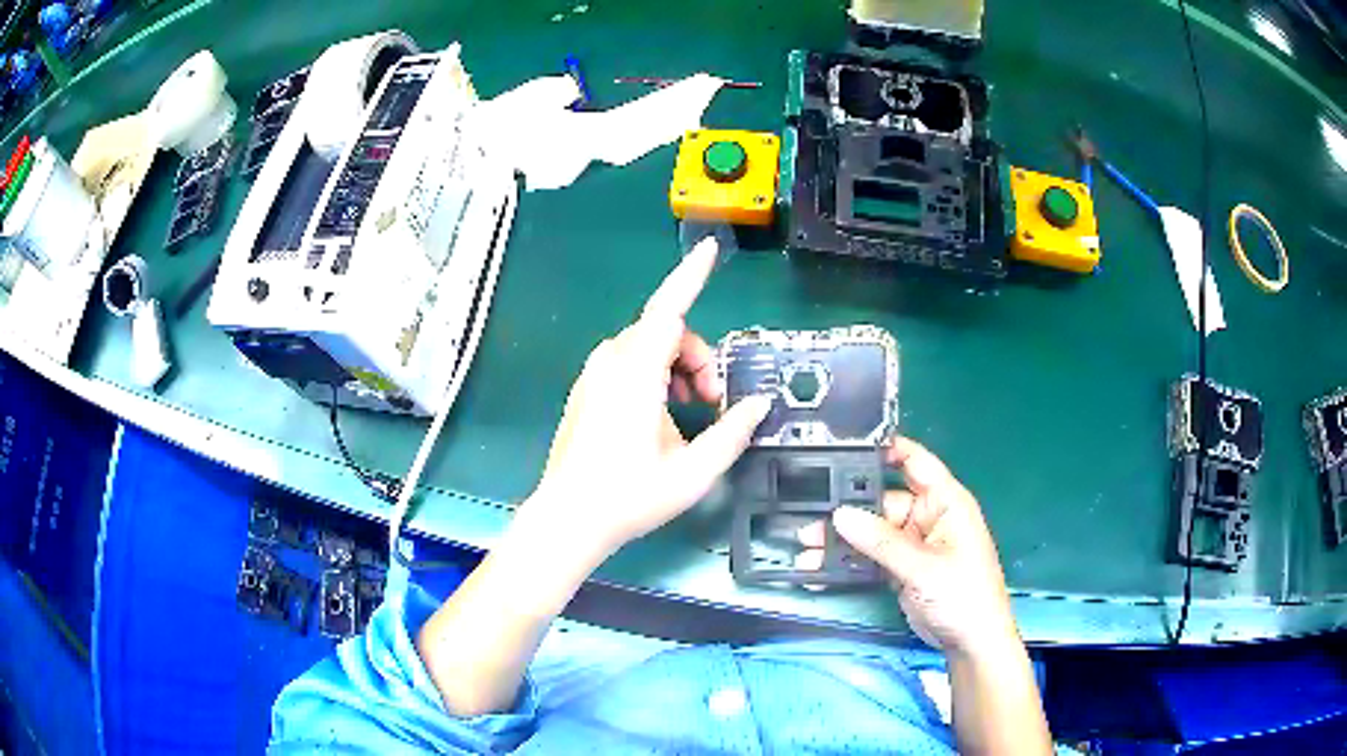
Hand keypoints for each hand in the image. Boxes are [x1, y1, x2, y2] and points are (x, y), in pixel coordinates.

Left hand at [518, 238, 771, 566]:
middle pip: (668, 332)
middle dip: (700, 358)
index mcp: (636, 372)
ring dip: (680, 368)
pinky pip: (630, 362)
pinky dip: (657, 375)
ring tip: (692, 412)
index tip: (710, 249)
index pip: (670, 308)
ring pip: (650, 347)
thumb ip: (732, 432)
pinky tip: (663, 416)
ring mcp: (594, 373)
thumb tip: (758, 404)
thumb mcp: (694, 471)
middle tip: (714, 403)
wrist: (569, 518)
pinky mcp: (588, 387)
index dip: (692, 275)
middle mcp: (611, 361)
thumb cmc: (630, 496)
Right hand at [828, 438, 1019, 658]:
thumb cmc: (963, 596)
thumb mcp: (923, 567)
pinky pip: (869, 557)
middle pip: (882, 501)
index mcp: (945, 502)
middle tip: (810, 514)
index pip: (915, 462)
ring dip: (842, 540)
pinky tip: (819, 566)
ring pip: (871, 532)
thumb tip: (841, 515)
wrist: (970, 642)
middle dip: (848, 508)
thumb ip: (881, 542)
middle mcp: (927, 516)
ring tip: (805, 546)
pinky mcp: (901, 568)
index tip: (846, 445)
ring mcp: (912, 544)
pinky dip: (848, 561)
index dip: (886, 448)